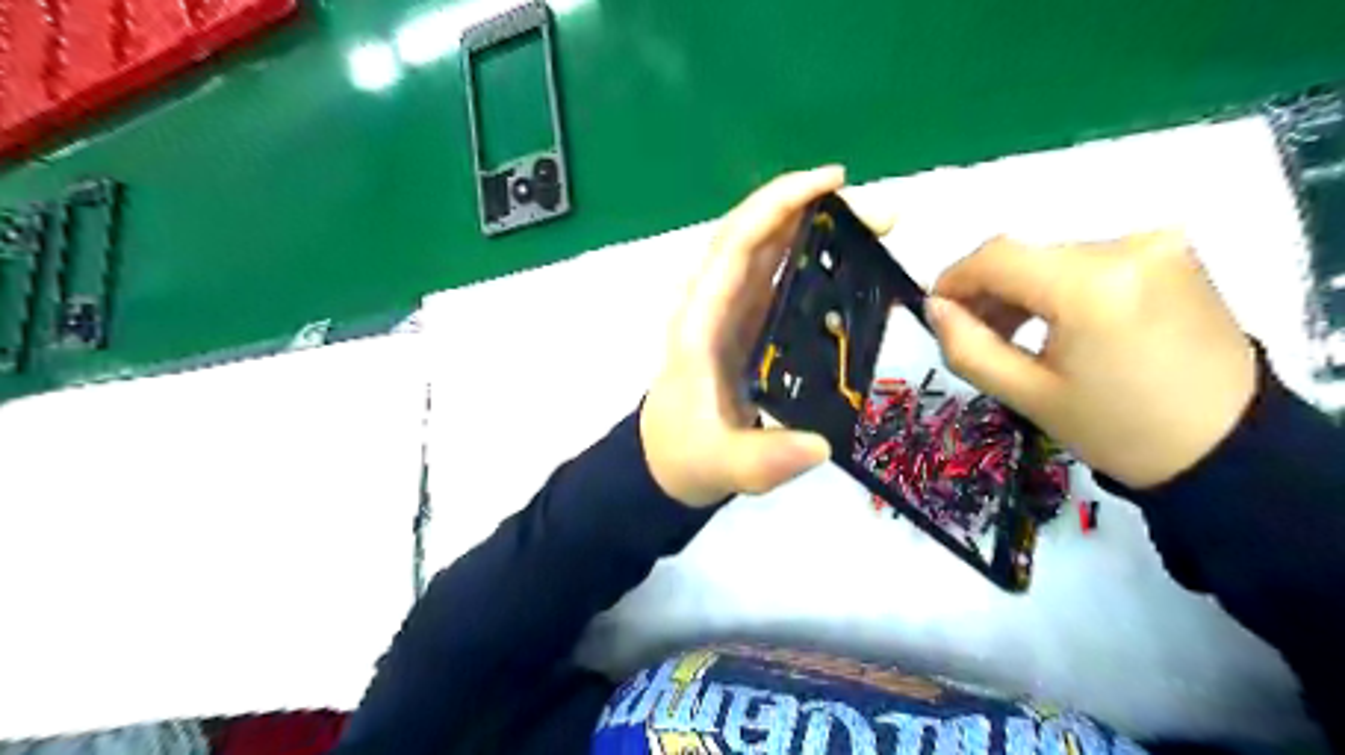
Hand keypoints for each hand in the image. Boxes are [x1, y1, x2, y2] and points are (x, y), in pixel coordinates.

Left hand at [644, 169, 885, 503]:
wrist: (667, 462)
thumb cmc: (686, 455)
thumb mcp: (722, 464)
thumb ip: (763, 460)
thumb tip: (819, 446)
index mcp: (701, 322)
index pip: (736, 245)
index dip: (778, 205)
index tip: (832, 183)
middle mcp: (712, 303)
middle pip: (755, 235)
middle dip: (811, 208)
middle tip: (878, 214)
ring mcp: (728, 311)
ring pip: (766, 249)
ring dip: (813, 226)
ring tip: (873, 226)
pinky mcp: (743, 323)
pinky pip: (774, 275)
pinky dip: (807, 256)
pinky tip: (844, 259)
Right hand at [931, 231, 1254, 488]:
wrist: (1228, 445)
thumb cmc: (1118, 429)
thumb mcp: (1026, 395)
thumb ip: (967, 347)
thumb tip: (935, 307)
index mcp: (1091, 285)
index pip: (996, 256)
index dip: (954, 278)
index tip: (936, 309)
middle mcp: (1126, 247)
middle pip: (1025, 255)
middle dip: (988, 290)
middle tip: (973, 333)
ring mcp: (1155, 245)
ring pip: (1053, 257)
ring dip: (1022, 289)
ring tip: (1014, 335)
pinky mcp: (1171, 253)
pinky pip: (1088, 260)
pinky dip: (1058, 286)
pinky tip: (1056, 322)